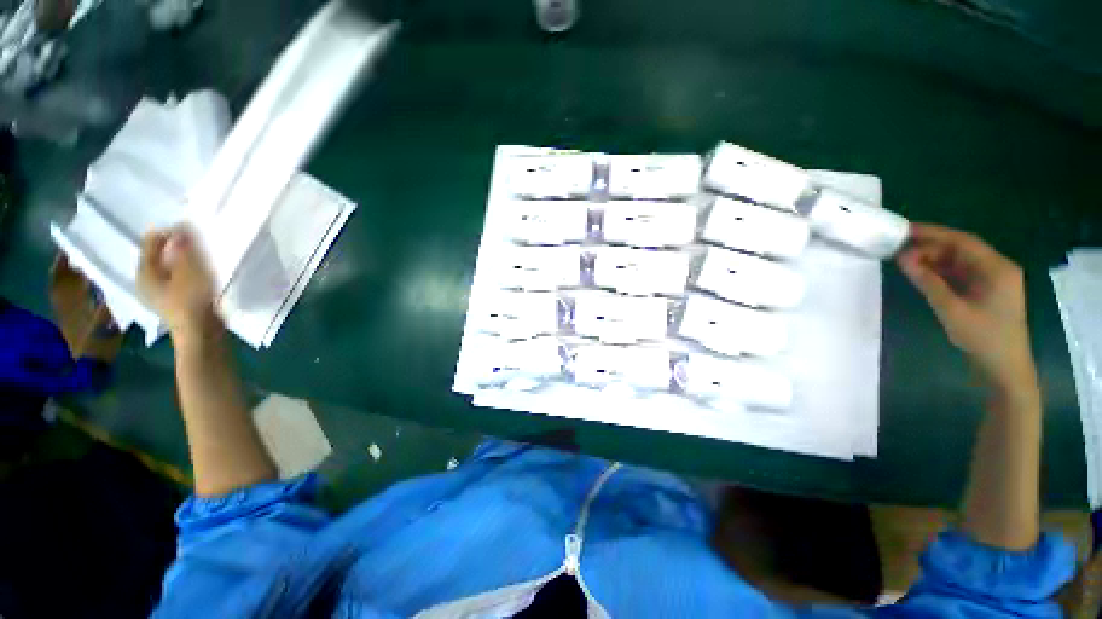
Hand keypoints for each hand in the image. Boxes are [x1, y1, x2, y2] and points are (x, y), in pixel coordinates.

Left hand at [137, 227, 219, 344]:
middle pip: (159, 256)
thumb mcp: (190, 271)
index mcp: (144, 272)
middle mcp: (145, 281)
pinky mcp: (173, 302)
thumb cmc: (192, 301)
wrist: (201, 334)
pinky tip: (201, 275)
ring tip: (202, 257)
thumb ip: (184, 249)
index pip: (151, 243)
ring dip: (183, 260)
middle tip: (198, 242)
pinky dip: (187, 273)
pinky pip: (177, 279)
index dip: (170, 233)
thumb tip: (180, 229)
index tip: (191, 230)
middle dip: (177, 247)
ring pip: (169, 268)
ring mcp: (158, 294)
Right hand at [897, 223, 1034, 387]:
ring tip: (906, 263)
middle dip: (931, 248)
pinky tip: (923, 275)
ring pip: (959, 262)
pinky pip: (961, 274)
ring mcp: (993, 280)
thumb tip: (902, 258)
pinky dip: (941, 272)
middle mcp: (998, 268)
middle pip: (961, 249)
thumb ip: (927, 281)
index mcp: (997, 268)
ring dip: (934, 260)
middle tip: (899, 251)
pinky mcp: (986, 291)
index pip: (962, 241)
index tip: (904, 231)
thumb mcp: (951, 309)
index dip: (933, 233)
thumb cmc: (982, 337)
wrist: (1004, 367)